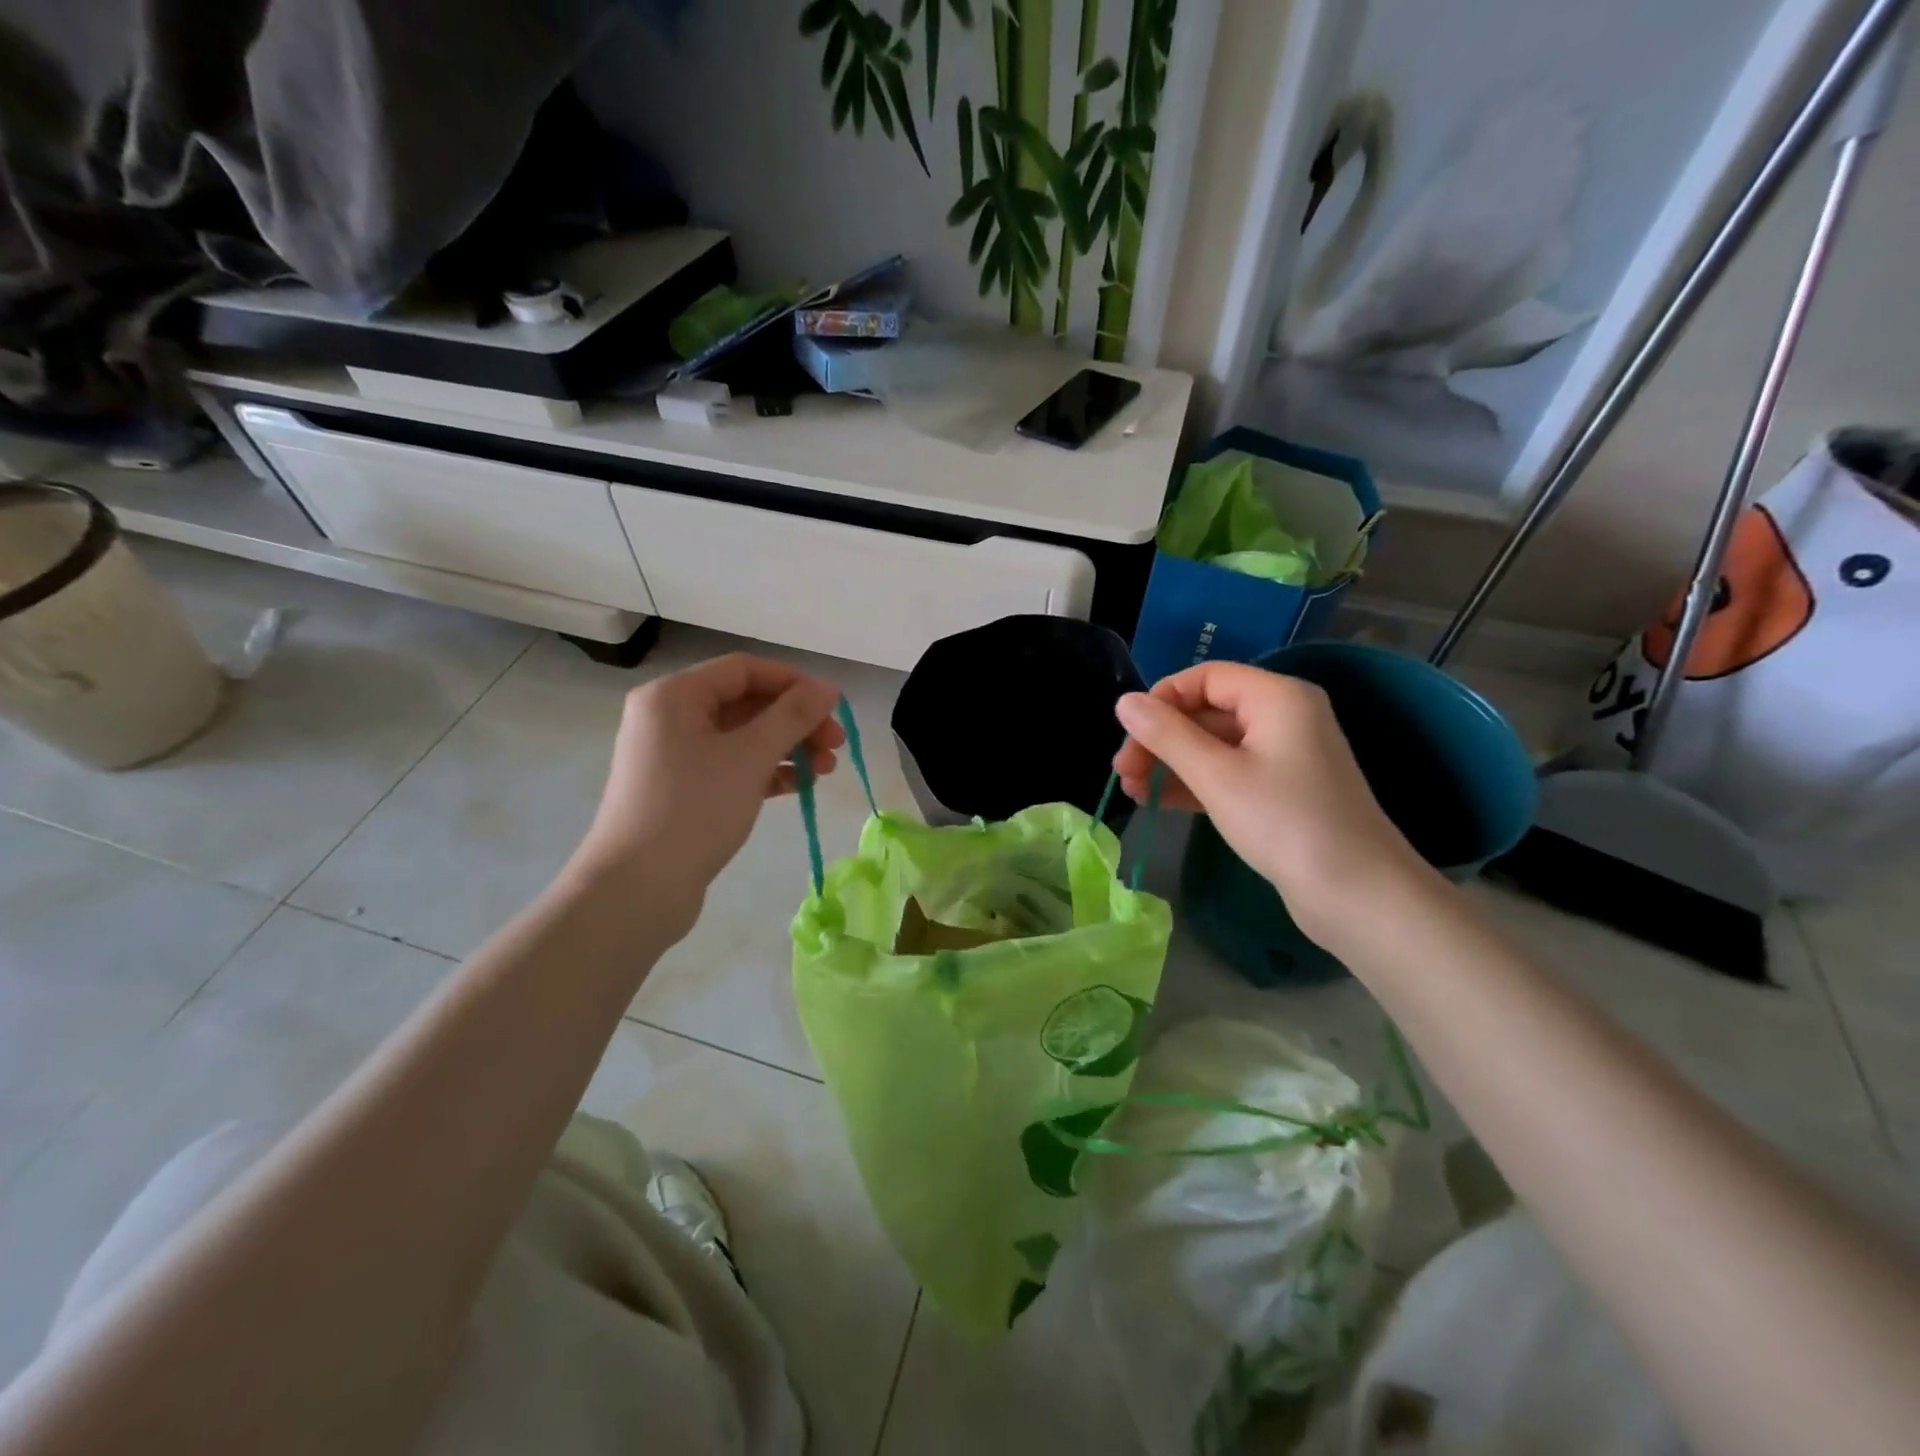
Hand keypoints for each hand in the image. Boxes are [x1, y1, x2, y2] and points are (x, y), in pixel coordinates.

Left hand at [571, 653, 844, 933]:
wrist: (638, 889)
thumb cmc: (695, 809)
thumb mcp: (750, 756)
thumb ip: (793, 716)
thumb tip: (828, 688)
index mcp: (674, 696)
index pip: (744, 670)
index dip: (794, 683)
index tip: (833, 707)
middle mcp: (669, 718)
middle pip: (745, 703)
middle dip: (795, 721)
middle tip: (837, 744)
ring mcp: (674, 757)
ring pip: (742, 738)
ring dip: (787, 748)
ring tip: (827, 770)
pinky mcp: (682, 791)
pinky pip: (732, 767)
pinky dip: (766, 772)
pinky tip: (799, 787)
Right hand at [1112, 661, 1427, 942]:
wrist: (1357, 895)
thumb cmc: (1285, 823)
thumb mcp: (1217, 775)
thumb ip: (1166, 735)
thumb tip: (1124, 701)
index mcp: (1276, 697)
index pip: (1205, 677)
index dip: (1162, 700)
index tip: (1128, 735)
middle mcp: (1283, 716)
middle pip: (1206, 712)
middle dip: (1160, 739)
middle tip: (1123, 773)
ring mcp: (1283, 756)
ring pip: (1213, 746)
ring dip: (1171, 765)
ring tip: (1133, 793)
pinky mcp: (1280, 791)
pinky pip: (1227, 773)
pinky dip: (1194, 784)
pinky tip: (1160, 802)